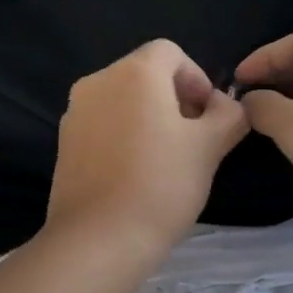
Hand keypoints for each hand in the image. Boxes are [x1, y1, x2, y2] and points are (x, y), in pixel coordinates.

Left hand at [46, 39, 249, 257]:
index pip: (171, 52)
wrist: (98, 240)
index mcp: (134, 73)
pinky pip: (102, 123)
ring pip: (122, 99)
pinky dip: (123, 134)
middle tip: (193, 138)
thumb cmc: (161, 185)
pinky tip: (136, 173)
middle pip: (145, 73)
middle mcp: (98, 81)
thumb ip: (228, 115)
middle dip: (174, 97)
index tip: (208, 116)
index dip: (197, 77)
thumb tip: (226, 104)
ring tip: (166, 158)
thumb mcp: (210, 147)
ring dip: (149, 116)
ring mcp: (75, 112)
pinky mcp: (64, 142)